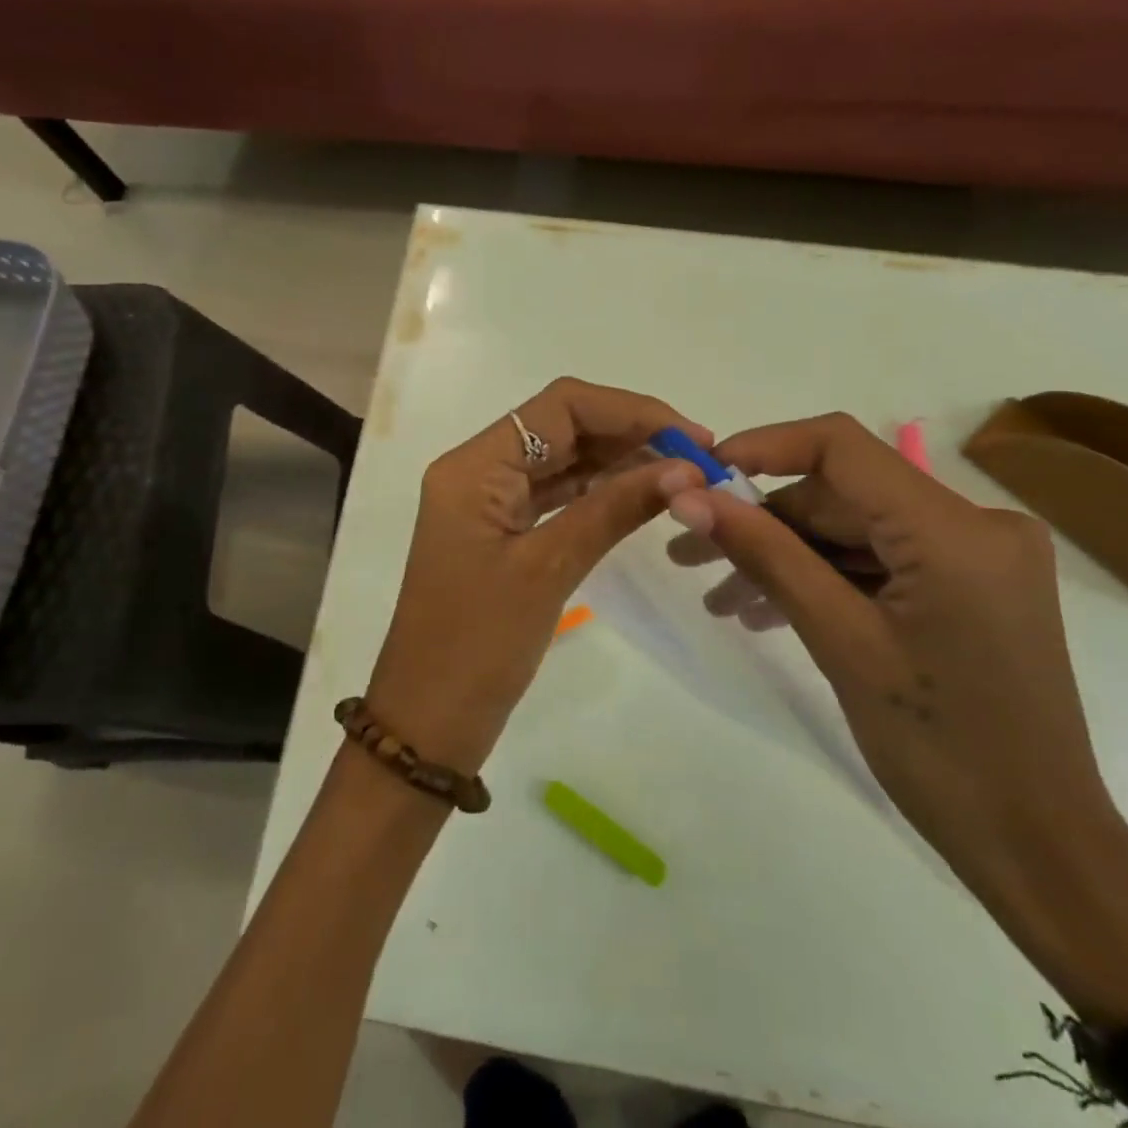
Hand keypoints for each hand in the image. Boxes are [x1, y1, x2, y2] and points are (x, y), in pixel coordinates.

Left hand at [365, 378, 707, 774]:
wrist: (428, 722)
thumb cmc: (477, 646)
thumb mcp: (548, 569)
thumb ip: (614, 509)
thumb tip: (687, 470)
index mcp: (474, 466)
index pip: (561, 406)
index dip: (631, 411)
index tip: (691, 437)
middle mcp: (477, 469)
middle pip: (562, 425)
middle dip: (630, 432)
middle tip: (698, 458)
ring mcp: (487, 501)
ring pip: (562, 458)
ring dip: (619, 460)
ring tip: (682, 475)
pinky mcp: (500, 530)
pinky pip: (555, 493)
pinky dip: (598, 490)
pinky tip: (642, 496)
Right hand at [666, 414, 1127, 1024]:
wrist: (1037, 847)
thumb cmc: (940, 750)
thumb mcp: (840, 641)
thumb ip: (765, 554)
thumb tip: (689, 499)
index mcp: (956, 530)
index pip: (842, 447)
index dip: (763, 447)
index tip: (701, 476)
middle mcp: (977, 524)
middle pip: (844, 494)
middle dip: (764, 521)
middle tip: (690, 554)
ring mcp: (978, 556)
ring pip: (856, 530)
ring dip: (788, 556)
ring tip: (720, 598)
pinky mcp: (970, 585)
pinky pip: (882, 562)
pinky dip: (827, 579)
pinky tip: (769, 610)